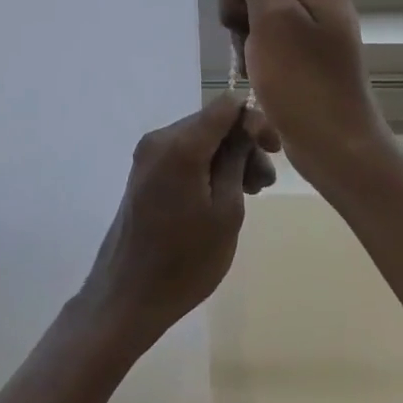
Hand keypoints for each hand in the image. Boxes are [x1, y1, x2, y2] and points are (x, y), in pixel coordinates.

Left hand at [79, 94, 277, 345]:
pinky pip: (184, 155)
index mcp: (180, 145)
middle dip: (243, 145)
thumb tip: (247, 126)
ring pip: (200, 139)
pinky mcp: (144, 172)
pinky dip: (207, 166)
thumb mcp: (227, 211)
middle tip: (265, 183)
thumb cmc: (186, 260)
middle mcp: (159, 139)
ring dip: (228, 158)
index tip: (274, 149)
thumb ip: (238, 159)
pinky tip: (223, 195)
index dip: (254, 119)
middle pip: (212, 123)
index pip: (225, 106)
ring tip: (250, 193)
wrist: (128, 296)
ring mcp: (147, 155)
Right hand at [179, 0, 393, 184]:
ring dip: (238, 18)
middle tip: (242, 25)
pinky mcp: (294, 39)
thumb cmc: (304, 82)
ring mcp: (303, 14)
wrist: (334, 145)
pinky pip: (257, 21)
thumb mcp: (273, 18)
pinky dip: (247, 38)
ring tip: (251, 51)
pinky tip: (254, 63)